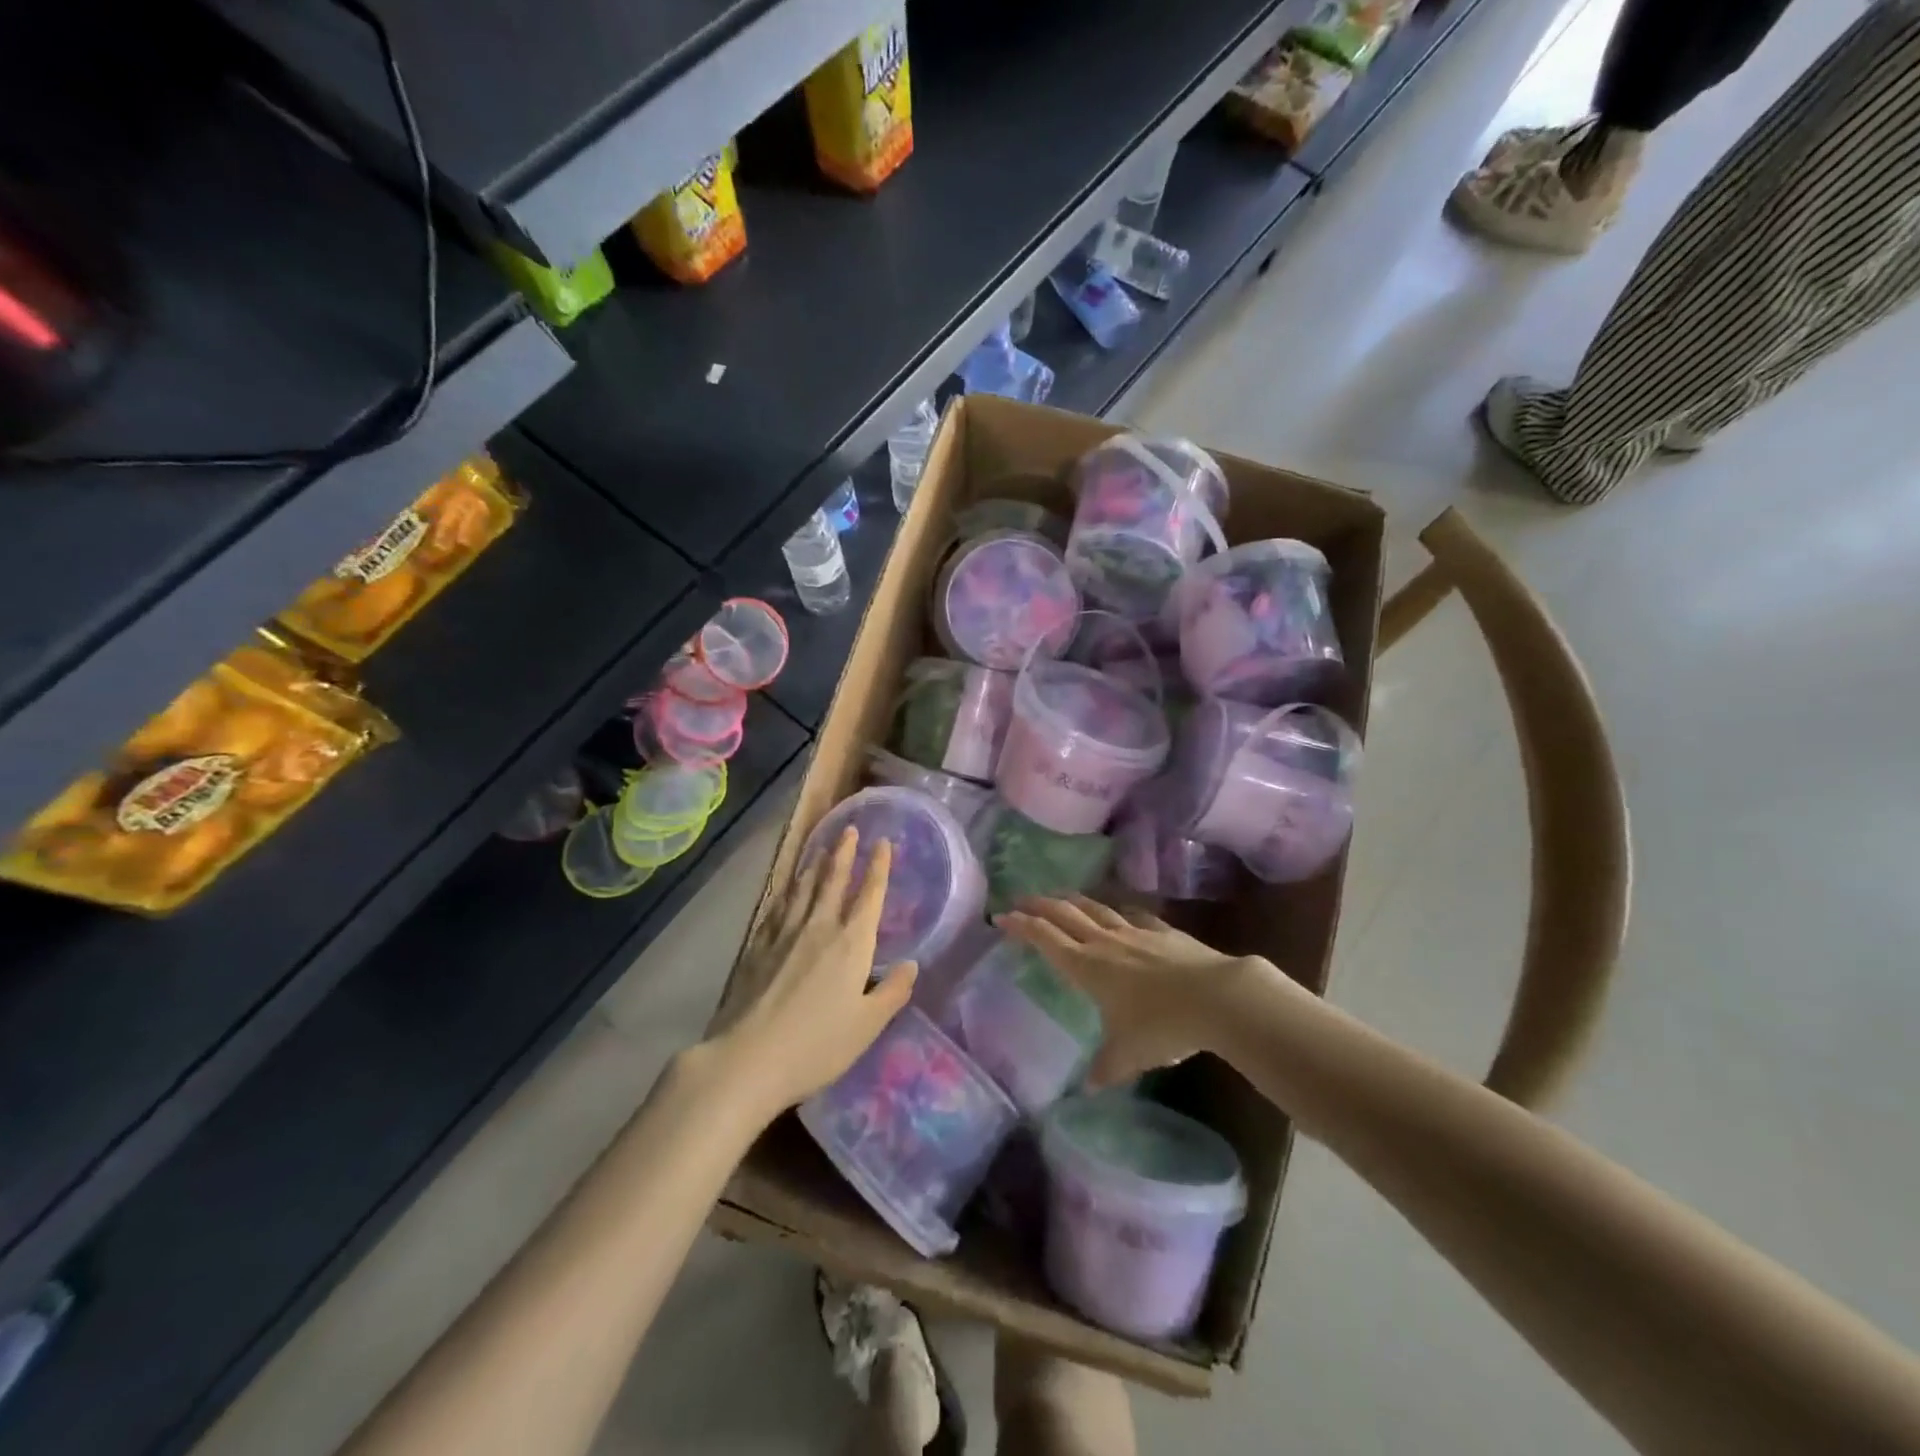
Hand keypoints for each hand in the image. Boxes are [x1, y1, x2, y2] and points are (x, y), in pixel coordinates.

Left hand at [711, 827, 916, 1119]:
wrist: (749, 1058)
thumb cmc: (818, 1044)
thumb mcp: (868, 1025)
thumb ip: (892, 992)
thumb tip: (911, 965)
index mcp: (852, 943)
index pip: (870, 895)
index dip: (879, 867)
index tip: (883, 843)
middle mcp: (820, 927)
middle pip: (834, 880)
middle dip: (845, 853)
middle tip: (849, 829)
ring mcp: (785, 934)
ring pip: (804, 888)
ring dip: (815, 865)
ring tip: (821, 848)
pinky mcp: (758, 947)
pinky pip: (778, 907)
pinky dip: (787, 891)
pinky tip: (786, 888)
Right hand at [995, 895, 1253, 1085]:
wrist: (1216, 997)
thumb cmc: (1162, 1026)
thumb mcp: (1128, 1055)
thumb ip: (1105, 1068)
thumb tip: (1089, 1087)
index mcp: (1086, 967)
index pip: (1045, 938)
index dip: (1021, 925)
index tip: (1001, 915)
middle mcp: (1104, 942)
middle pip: (1064, 913)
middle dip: (1039, 904)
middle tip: (1021, 898)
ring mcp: (1135, 933)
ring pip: (1096, 908)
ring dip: (1074, 900)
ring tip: (1061, 897)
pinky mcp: (1163, 932)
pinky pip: (1133, 916)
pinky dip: (1118, 912)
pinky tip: (1121, 913)